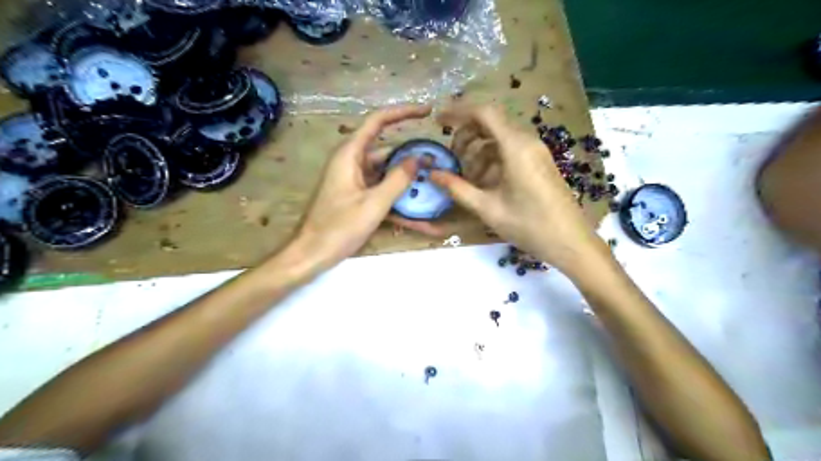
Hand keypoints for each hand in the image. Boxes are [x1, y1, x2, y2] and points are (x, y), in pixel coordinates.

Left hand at [292, 104, 431, 268]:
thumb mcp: (374, 204)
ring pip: (387, 174)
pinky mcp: (358, 197)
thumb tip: (418, 158)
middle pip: (387, 150)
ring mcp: (355, 182)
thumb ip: (398, 179)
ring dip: (408, 183)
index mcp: (350, 155)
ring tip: (435, 187)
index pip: (378, 122)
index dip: (403, 113)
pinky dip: (399, 202)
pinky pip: (382, 193)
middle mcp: (352, 163)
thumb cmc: (339, 227)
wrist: (312, 254)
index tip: (427, 112)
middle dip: (412, 156)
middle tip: (438, 162)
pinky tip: (422, 220)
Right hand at [431, 105, 608, 276]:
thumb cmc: (529, 225)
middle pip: (491, 124)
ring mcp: (536, 152)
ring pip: (499, 138)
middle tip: (451, 158)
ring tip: (466, 178)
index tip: (438, 122)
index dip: (458, 112)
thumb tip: (431, 174)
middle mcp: (527, 142)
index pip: (484, 113)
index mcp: (516, 147)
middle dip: (466, 136)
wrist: (570, 242)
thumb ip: (457, 188)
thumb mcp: (488, 208)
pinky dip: (492, 160)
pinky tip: (484, 184)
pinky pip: (510, 151)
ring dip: (478, 151)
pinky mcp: (539, 163)